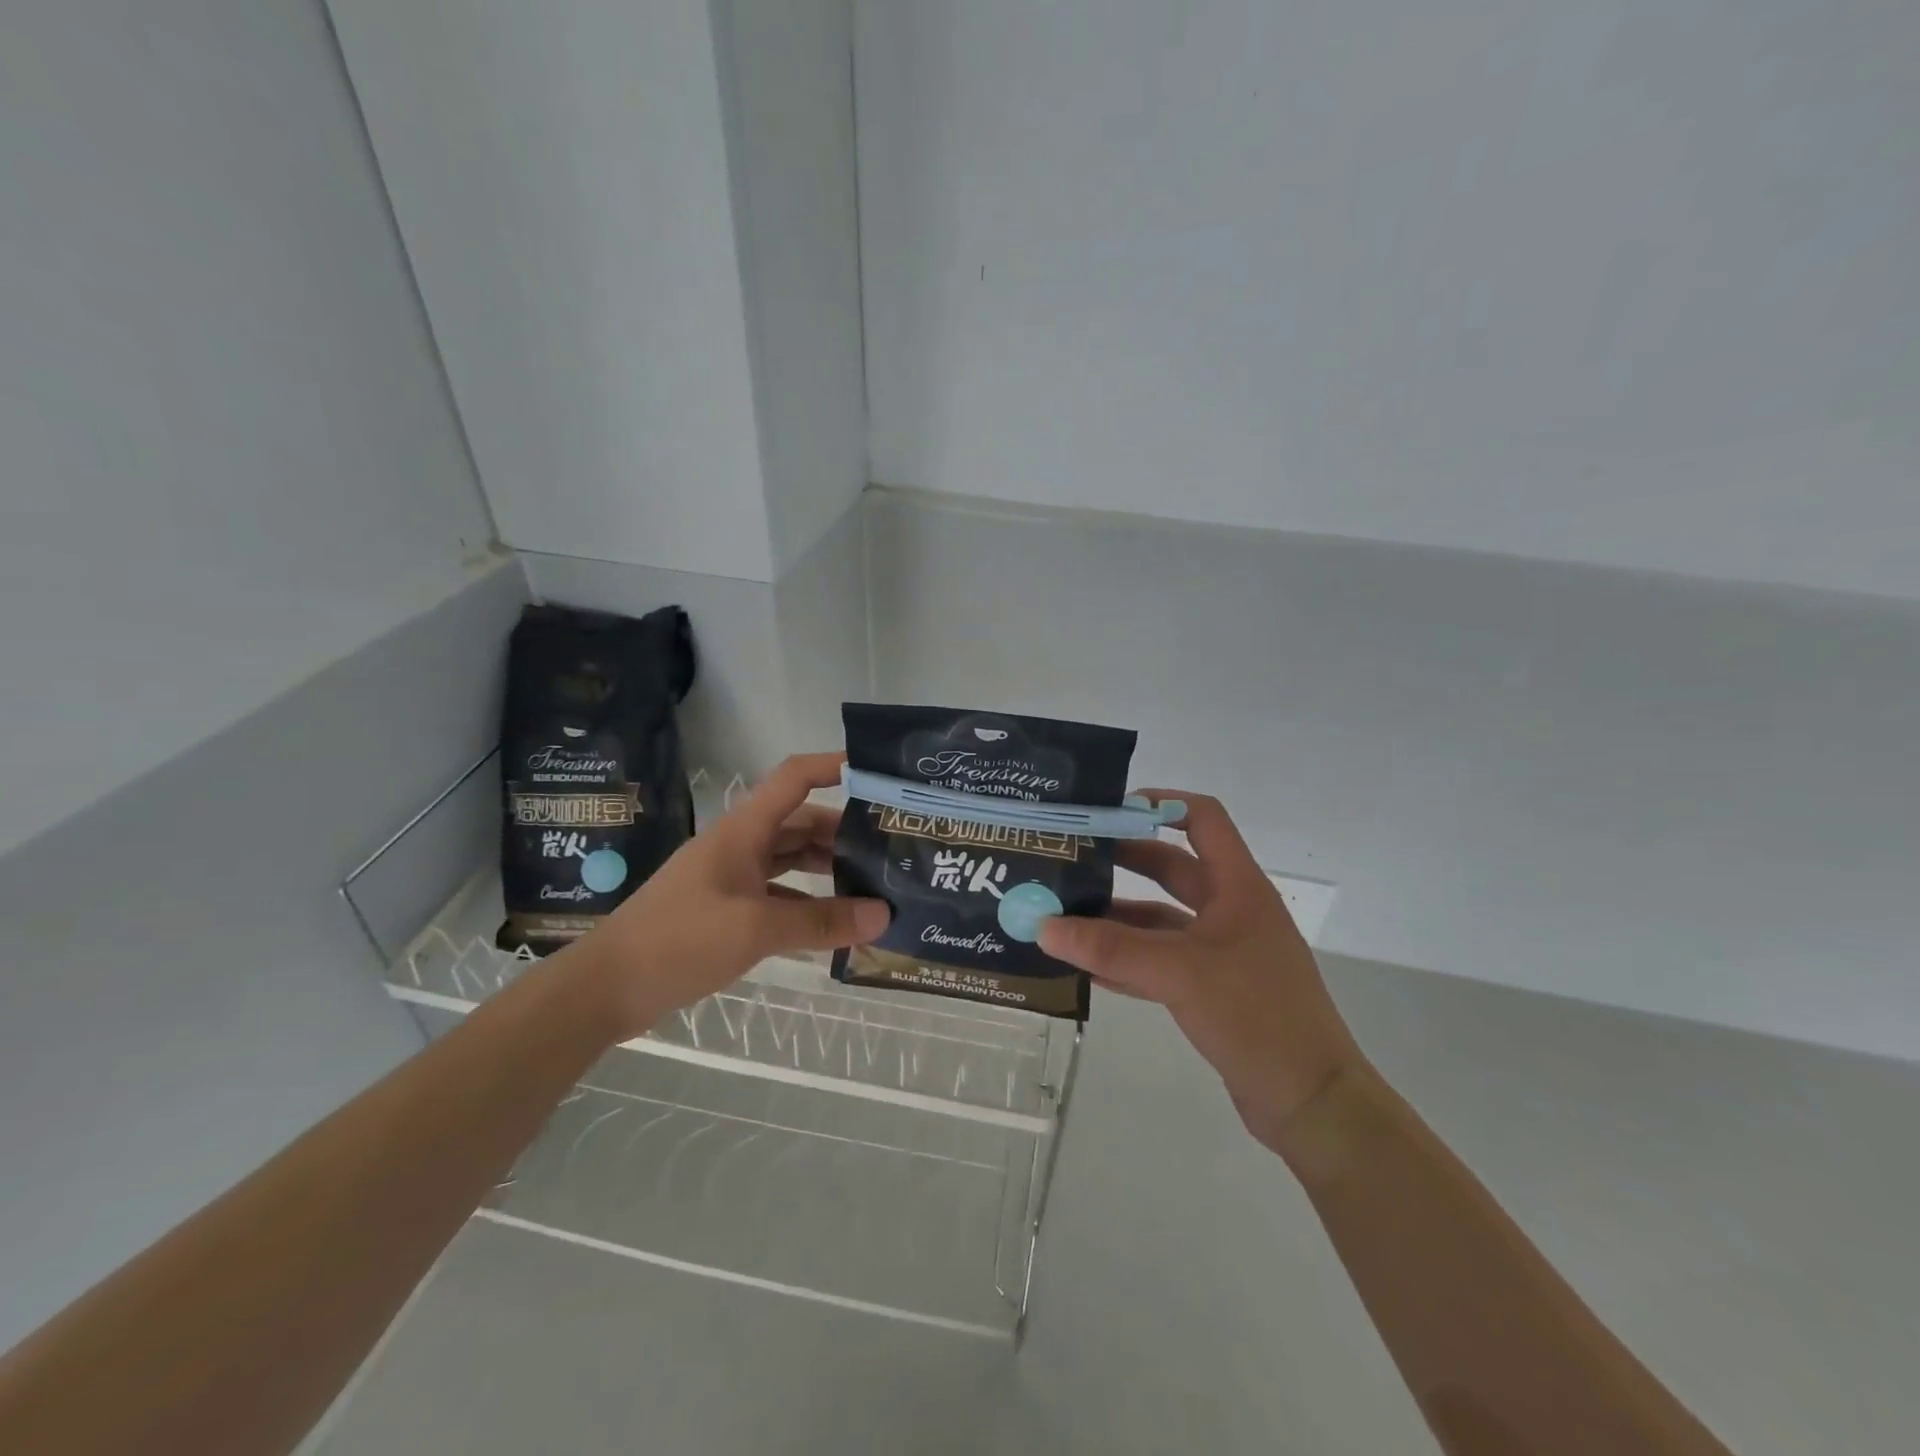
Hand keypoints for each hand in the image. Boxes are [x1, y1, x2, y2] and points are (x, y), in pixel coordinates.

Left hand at [574, 752, 889, 1034]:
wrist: (607, 987)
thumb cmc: (680, 940)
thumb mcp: (757, 928)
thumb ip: (822, 921)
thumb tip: (884, 915)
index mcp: (744, 830)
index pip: (794, 778)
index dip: (833, 766)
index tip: (876, 772)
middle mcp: (741, 845)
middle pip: (800, 821)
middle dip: (844, 830)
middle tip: (889, 846)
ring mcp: (733, 877)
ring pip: (791, 859)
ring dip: (827, 867)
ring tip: (873, 881)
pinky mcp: (727, 909)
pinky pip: (779, 894)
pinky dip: (807, 903)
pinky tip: (836, 922)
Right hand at [1038, 791, 1365, 1150]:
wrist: (1311, 1103)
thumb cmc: (1256, 1015)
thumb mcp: (1179, 972)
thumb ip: (1111, 949)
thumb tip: (1043, 926)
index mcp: (1238, 887)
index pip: (1203, 819)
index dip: (1161, 804)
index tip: (1110, 809)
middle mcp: (1230, 910)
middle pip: (1172, 867)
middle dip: (1124, 860)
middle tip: (1072, 858)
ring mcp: (1222, 952)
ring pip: (1161, 919)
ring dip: (1118, 916)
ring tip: (1065, 913)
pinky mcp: (1212, 989)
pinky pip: (1161, 961)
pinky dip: (1127, 960)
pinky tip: (1085, 966)